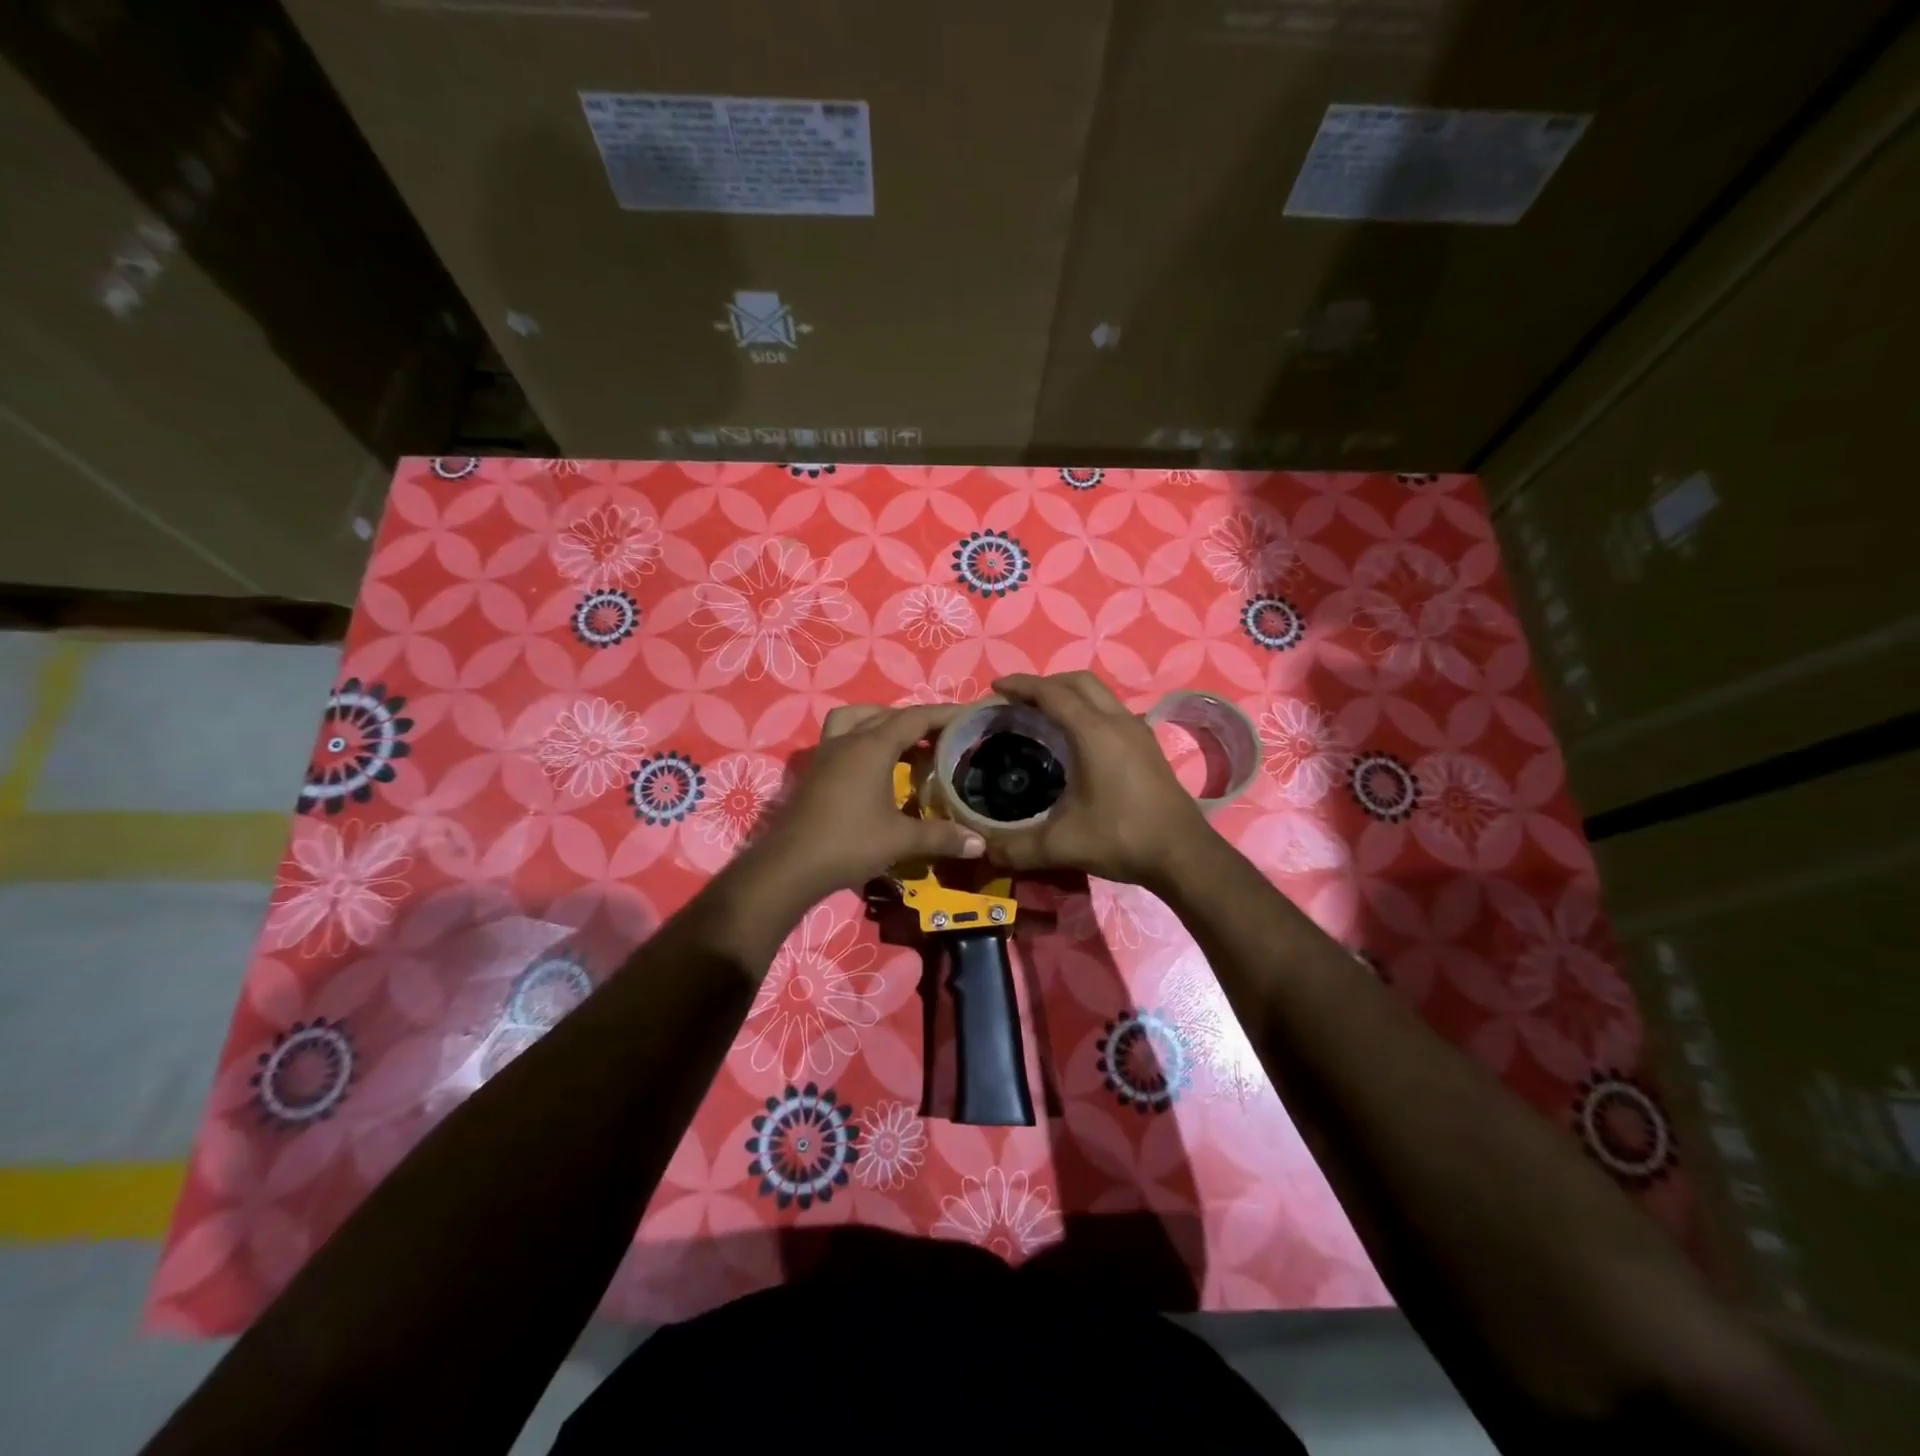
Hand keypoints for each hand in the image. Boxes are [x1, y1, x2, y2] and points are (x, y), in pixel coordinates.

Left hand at [746, 703, 985, 899]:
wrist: (789, 866)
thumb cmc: (849, 844)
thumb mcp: (900, 840)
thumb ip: (941, 836)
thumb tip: (980, 843)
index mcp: (872, 747)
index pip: (915, 718)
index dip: (945, 715)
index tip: (970, 716)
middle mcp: (848, 741)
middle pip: (888, 715)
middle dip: (919, 721)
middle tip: (945, 737)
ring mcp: (826, 754)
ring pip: (857, 720)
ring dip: (883, 723)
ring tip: (906, 743)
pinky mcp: (815, 771)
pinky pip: (842, 738)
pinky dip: (863, 740)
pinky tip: (875, 768)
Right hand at [980, 673, 1213, 887]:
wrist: (1183, 854)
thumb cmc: (1122, 838)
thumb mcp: (1061, 845)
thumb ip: (1016, 847)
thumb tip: (982, 849)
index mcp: (1094, 732)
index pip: (1052, 693)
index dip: (1021, 686)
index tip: (996, 688)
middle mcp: (1118, 721)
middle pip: (1078, 682)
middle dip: (1045, 683)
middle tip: (1018, 700)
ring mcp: (1138, 732)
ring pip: (1100, 694)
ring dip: (1070, 695)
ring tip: (1044, 715)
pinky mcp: (1148, 747)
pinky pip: (1112, 711)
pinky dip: (1088, 710)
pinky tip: (1078, 740)